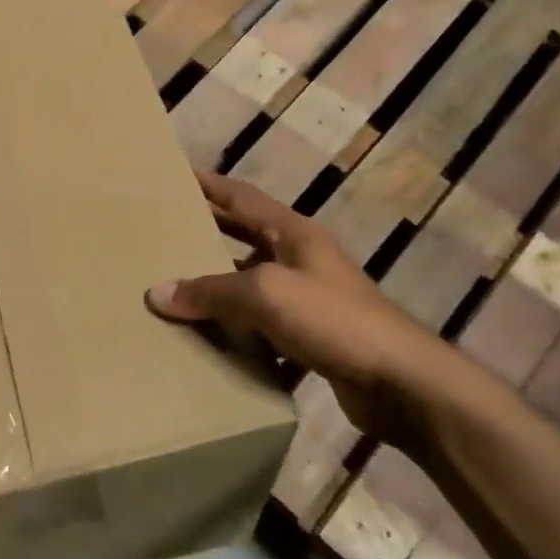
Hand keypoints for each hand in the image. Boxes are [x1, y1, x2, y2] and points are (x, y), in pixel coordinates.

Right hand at [146, 171, 471, 445]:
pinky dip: (236, 327)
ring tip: (174, 285)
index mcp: (293, 234)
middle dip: (208, 231)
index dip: (209, 185)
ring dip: (218, 284)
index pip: (242, 197)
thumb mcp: (265, 294)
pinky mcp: (312, 337)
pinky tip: (208, 337)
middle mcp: (301, 259)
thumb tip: (158, 294)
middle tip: (163, 229)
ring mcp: (309, 299)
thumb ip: (211, 291)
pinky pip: (261, 324)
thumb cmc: (333, 319)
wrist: (401, 383)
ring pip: (251, 282)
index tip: (175, 175)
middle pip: (245, 236)